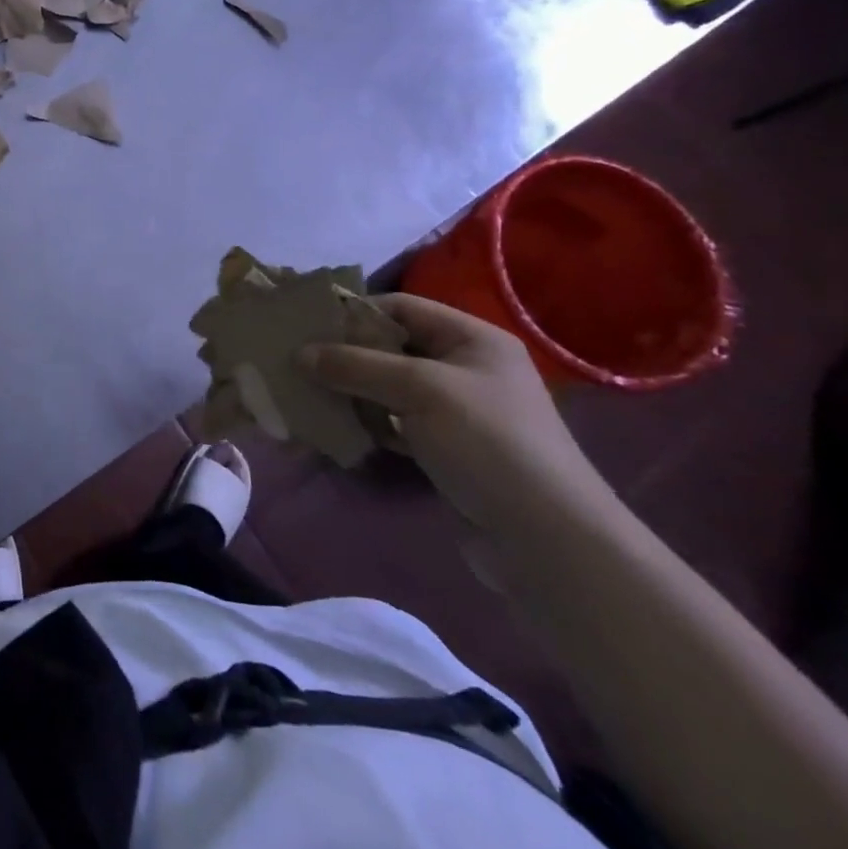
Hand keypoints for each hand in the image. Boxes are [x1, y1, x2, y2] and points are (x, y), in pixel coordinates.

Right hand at [299, 294, 617, 536]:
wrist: (548, 541)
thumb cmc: (488, 443)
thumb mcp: (420, 390)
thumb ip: (357, 366)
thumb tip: (300, 353)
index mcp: (472, 339)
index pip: (402, 307)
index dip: (355, 312)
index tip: (308, 326)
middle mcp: (466, 368)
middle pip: (393, 347)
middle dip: (346, 354)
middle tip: (299, 362)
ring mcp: (458, 412)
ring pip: (390, 388)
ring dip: (352, 391)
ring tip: (308, 394)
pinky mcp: (448, 450)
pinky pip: (396, 424)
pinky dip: (368, 424)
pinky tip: (338, 430)